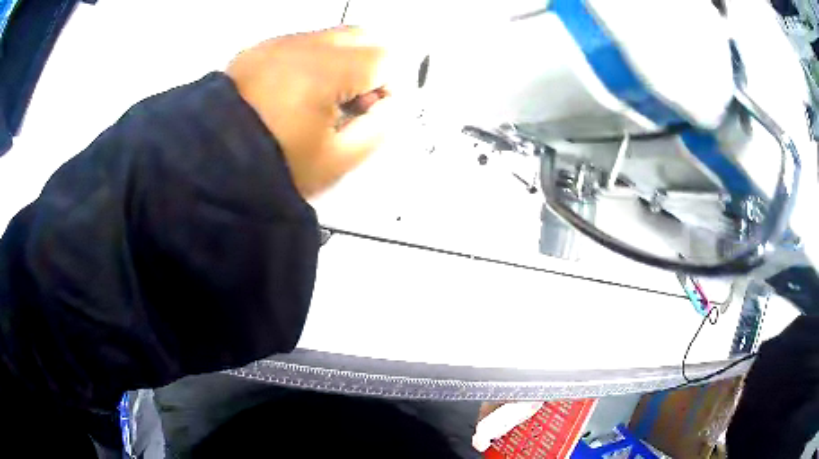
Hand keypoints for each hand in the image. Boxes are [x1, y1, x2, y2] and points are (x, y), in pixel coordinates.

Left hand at [227, 27, 416, 197]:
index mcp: (326, 70)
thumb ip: (380, 128)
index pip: (386, 58)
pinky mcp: (259, 49)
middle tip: (355, 103)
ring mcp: (278, 43)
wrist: (210, 166)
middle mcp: (304, 45)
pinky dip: (313, 61)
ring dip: (343, 62)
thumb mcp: (338, 160)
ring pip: (333, 36)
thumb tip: (392, 103)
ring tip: (321, 101)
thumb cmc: (276, 166)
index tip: (373, 113)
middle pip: (363, 36)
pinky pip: (301, 43)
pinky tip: (294, 93)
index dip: (391, 86)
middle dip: (372, 65)